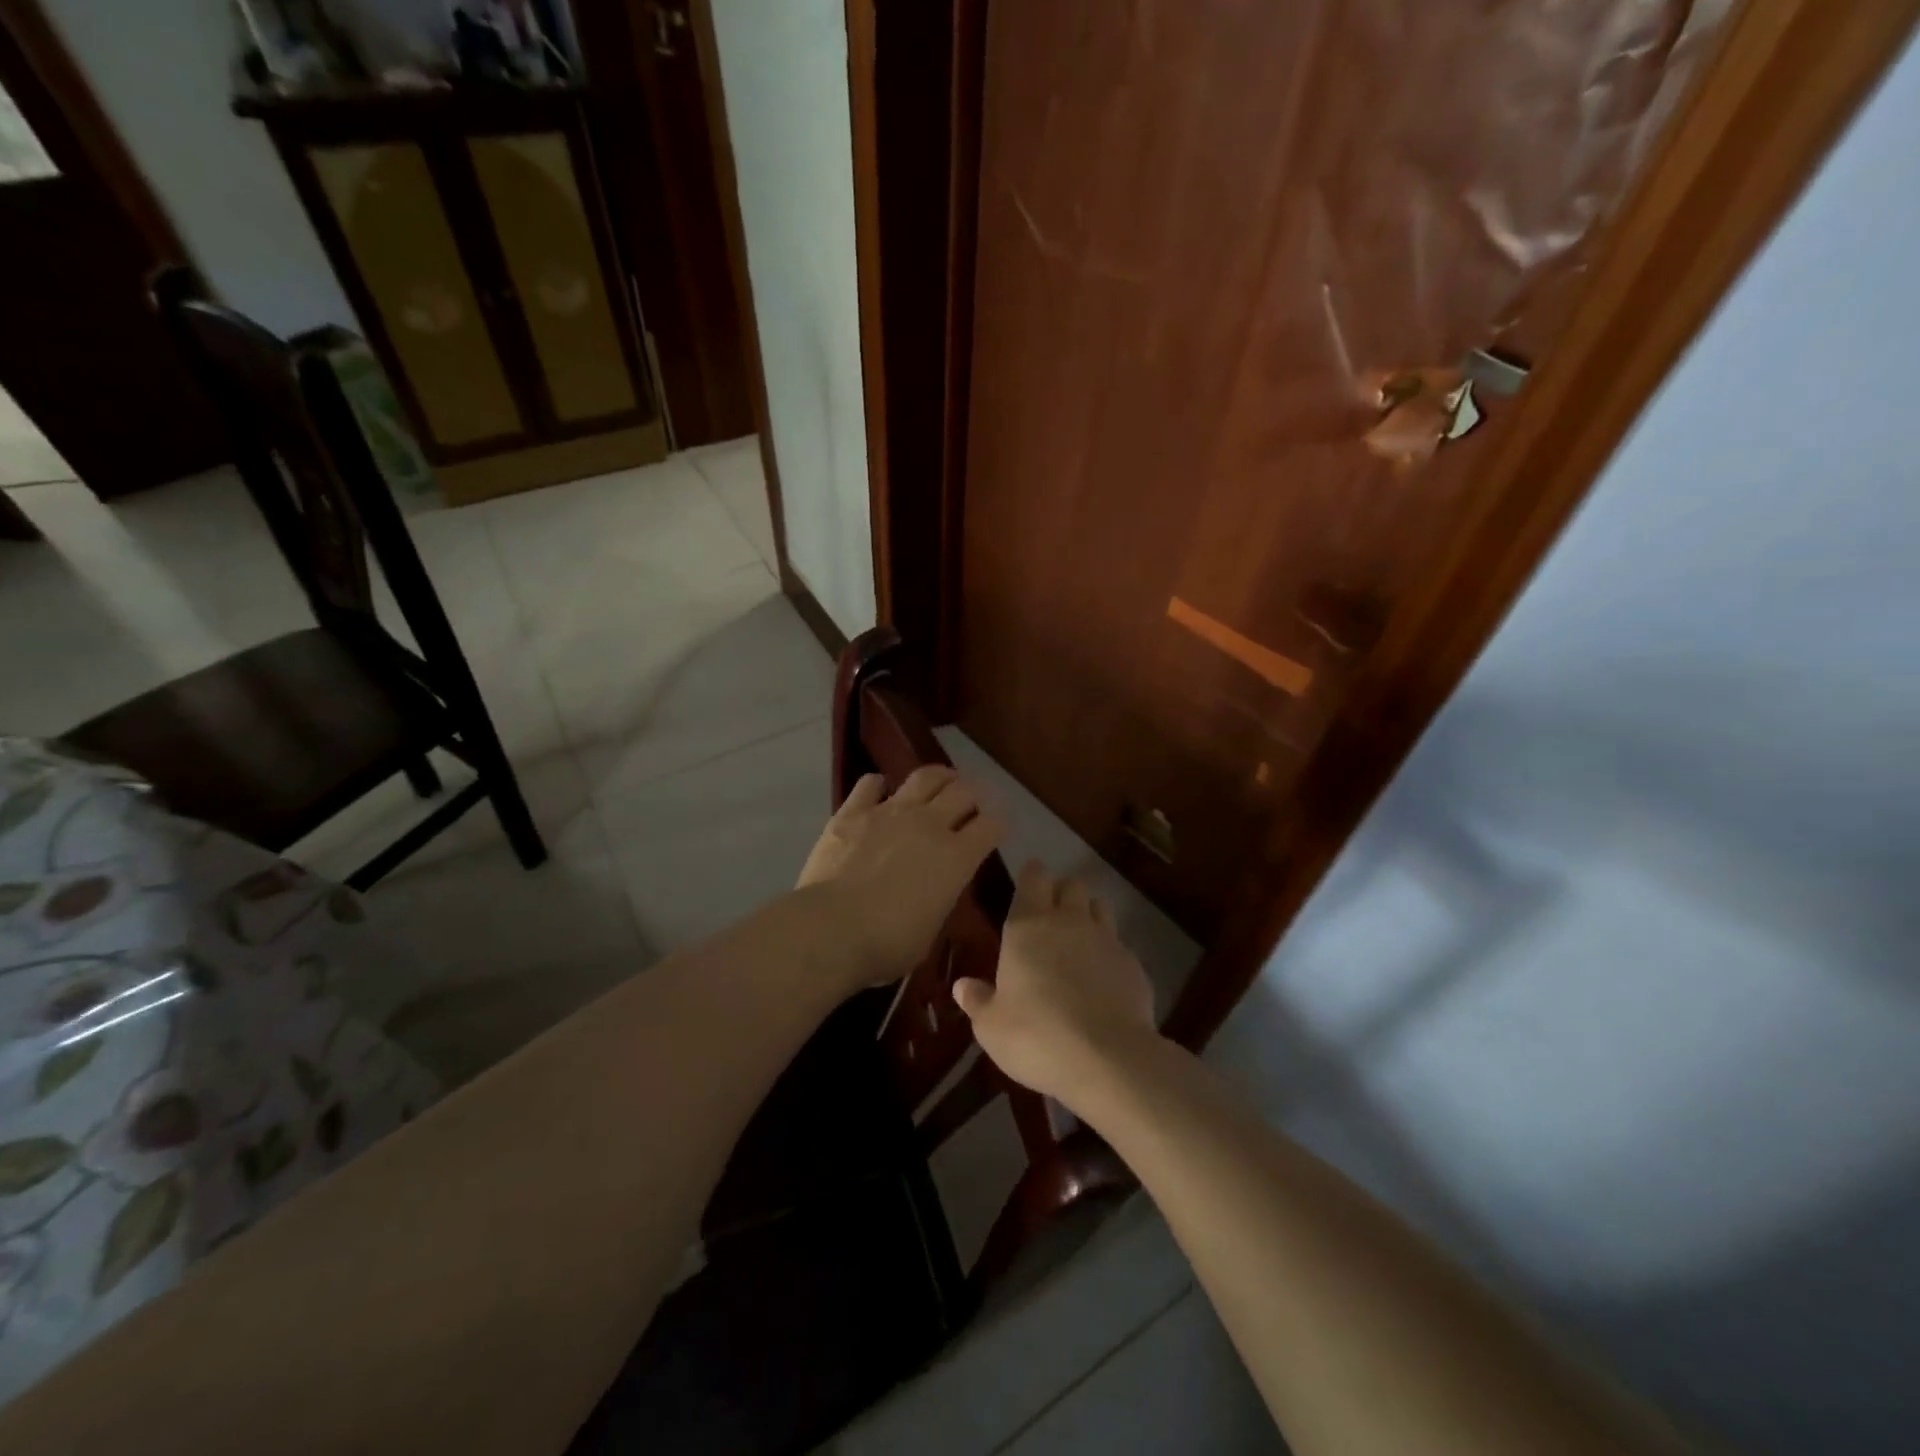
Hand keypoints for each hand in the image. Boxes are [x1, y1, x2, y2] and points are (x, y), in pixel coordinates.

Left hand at [796, 766, 1003, 986]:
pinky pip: (871, 784)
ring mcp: (890, 812)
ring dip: (940, 776)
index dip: (999, 823)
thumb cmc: (887, 944)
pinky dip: (879, 785)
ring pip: (925, 777)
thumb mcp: (931, 930)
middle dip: (975, 794)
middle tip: (974, 800)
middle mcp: (929, 825)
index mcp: (957, 858)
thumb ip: (940, 899)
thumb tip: (936, 887)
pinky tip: (880, 790)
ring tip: (943, 780)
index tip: (998, 826)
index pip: (991, 826)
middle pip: (964, 792)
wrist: (831, 929)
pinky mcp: (853, 811)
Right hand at [952, 860, 1159, 1107]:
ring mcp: (1106, 940)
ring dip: (1089, 915)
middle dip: (1062, 893)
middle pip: (1072, 885)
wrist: (1108, 1059)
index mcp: (1028, 926)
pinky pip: (1120, 945)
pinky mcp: (1134, 964)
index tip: (1028, 884)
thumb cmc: (1036, 1036)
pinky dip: (1110, 953)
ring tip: (1079, 941)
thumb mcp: (991, 1026)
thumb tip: (962, 986)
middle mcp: (1069, 922)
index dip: (1032, 876)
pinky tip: (1103, 980)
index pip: (1034, 877)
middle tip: (1051, 916)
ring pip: (1100, 907)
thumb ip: (977, 1001)